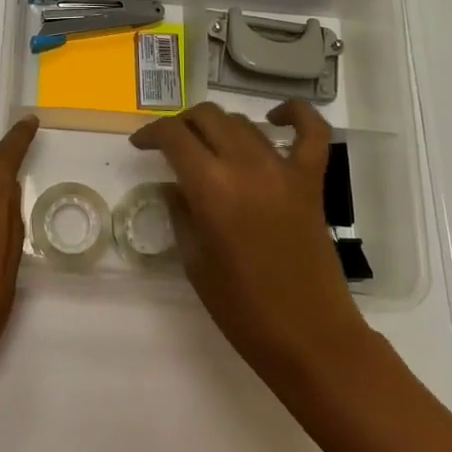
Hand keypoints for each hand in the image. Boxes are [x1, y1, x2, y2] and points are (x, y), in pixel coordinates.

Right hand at [130, 100, 370, 392]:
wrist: (309, 336)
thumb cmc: (242, 308)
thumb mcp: (194, 261)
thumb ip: (180, 213)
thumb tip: (174, 185)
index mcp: (211, 188)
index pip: (174, 136)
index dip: (151, 134)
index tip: (140, 145)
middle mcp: (246, 166)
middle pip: (207, 118)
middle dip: (182, 125)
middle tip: (171, 145)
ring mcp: (283, 169)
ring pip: (244, 122)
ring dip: (220, 127)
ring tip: (208, 146)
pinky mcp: (312, 180)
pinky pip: (311, 131)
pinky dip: (295, 115)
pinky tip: (275, 119)